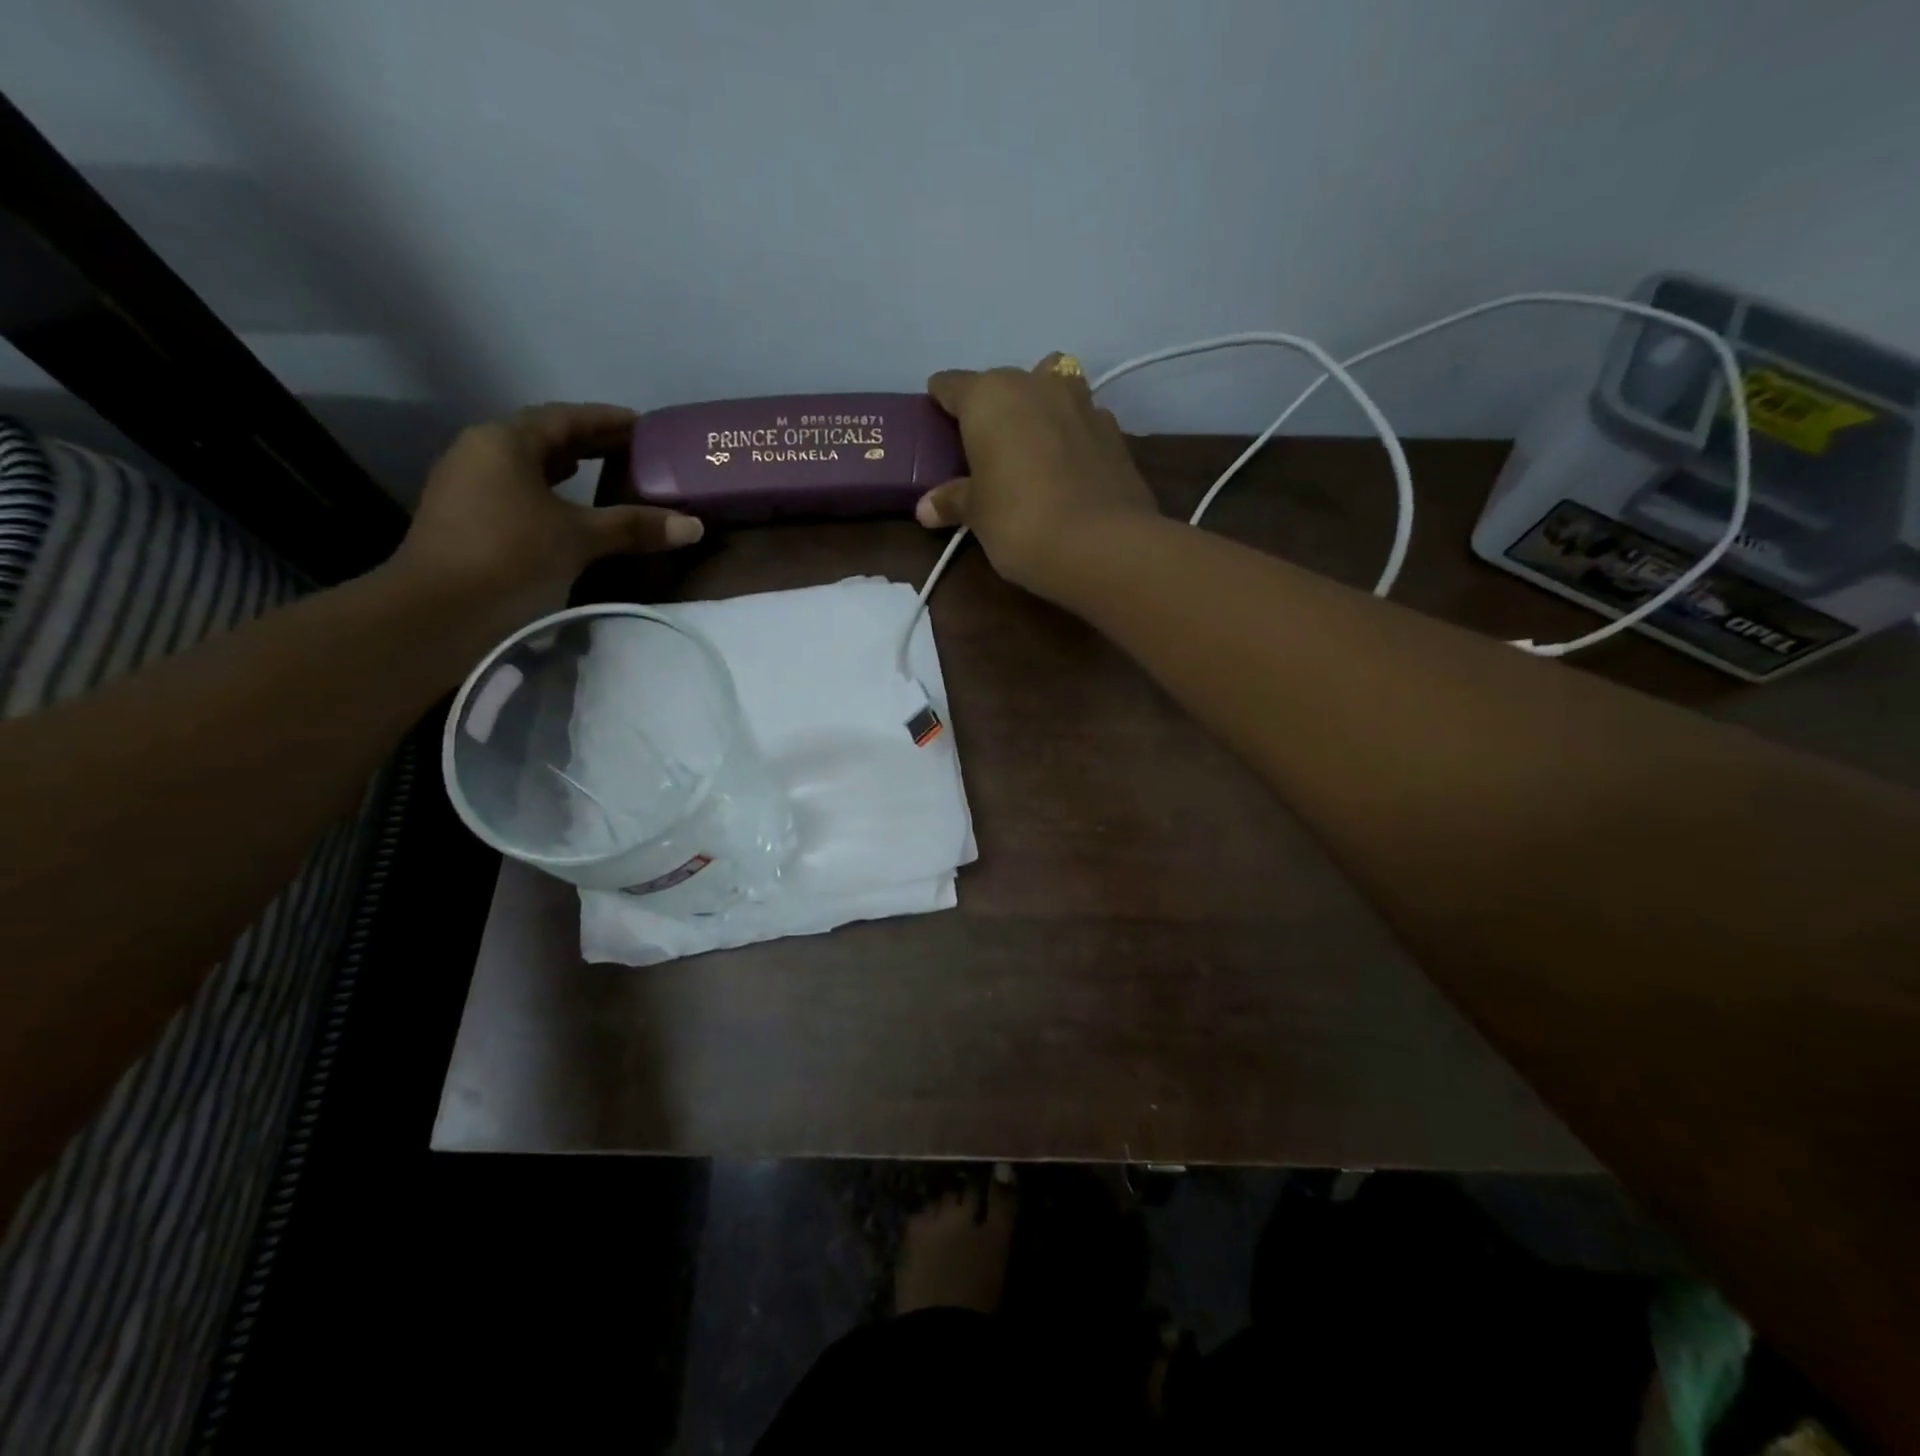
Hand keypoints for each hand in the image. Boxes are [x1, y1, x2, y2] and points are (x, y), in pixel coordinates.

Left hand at [392, 402, 702, 625]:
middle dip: (590, 444)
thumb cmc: (510, 556)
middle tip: (635, 452)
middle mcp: (482, 453)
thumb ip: (634, 527)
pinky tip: (573, 513)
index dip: (607, 420)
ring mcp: (469, 486)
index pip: (565, 418)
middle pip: (545, 438)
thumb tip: (693, 525)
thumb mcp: (579, 537)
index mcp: (505, 441)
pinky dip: (552, 495)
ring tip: (607, 476)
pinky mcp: (468, 520)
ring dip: (569, 469)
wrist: (438, 612)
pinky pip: (520, 493)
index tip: (645, 426)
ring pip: (530, 467)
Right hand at [918, 354, 1158, 594]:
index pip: (953, 385)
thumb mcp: (977, 515)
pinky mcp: (1114, 431)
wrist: (1102, 545)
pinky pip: (1081, 420)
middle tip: (984, 445)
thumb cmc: (1020, 521)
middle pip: (1004, 383)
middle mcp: (1035, 384)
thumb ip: (953, 501)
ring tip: (1031, 444)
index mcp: (990, 396)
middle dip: (993, 407)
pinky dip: (1070, 434)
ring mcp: (1081, 403)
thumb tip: (925, 507)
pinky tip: (1067, 467)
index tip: (936, 417)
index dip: (941, 400)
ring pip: (1051, 387)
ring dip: (1039, 407)